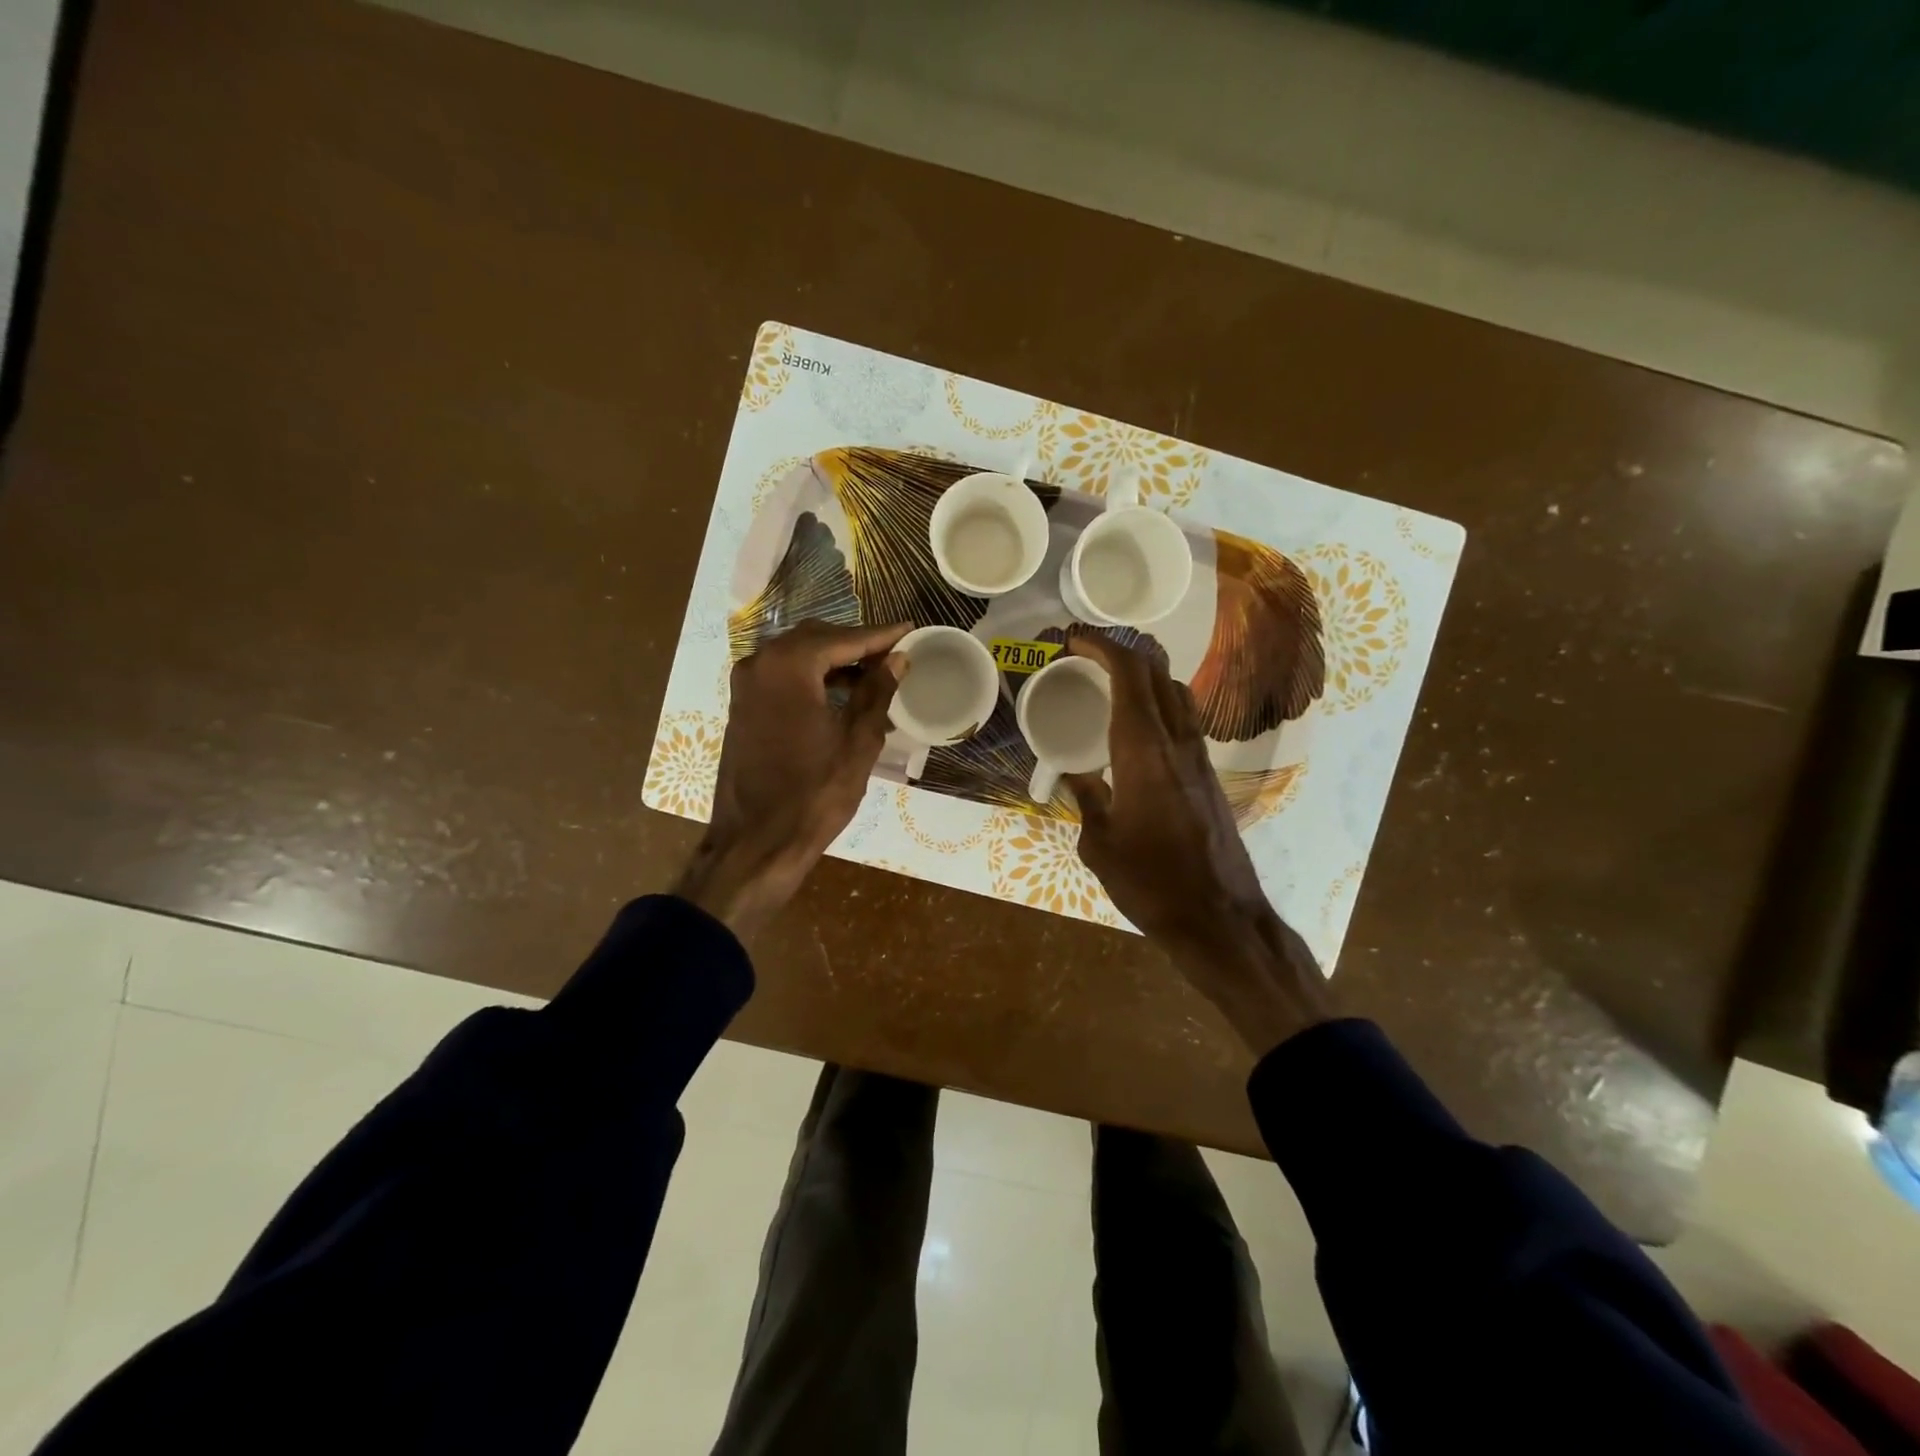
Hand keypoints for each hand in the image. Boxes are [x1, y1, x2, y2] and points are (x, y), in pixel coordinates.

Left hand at [674, 620, 908, 939]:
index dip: (879, 636)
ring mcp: (745, 686)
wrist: (756, 843)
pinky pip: (782, 677)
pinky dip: (812, 678)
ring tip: (874, 674)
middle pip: (815, 639)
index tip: (909, 629)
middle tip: (893, 652)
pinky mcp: (742, 708)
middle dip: (855, 644)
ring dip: (833, 661)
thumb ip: (877, 693)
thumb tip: (897, 659)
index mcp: (788, 667)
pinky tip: (841, 694)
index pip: (842, 638)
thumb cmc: (815, 794)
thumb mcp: (858, 742)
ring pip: (796, 657)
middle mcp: (760, 665)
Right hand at [1060, 629, 1332, 1055]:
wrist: (1219, 918)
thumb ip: (1084, 800)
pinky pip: (1183, 717)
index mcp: (1143, 752)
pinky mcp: (1208, 775)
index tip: (1071, 638)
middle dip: (1121, 648)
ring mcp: (1198, 757)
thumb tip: (1072, 775)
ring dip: (1144, 672)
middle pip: (1156, 672)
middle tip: (1085, 651)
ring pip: (1176, 691)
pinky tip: (1137, 724)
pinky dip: (1158, 700)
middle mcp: (1176, 742)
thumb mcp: (1099, 844)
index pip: (1128, 675)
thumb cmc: (1151, 883)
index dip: (1100, 645)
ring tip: (1110, 678)